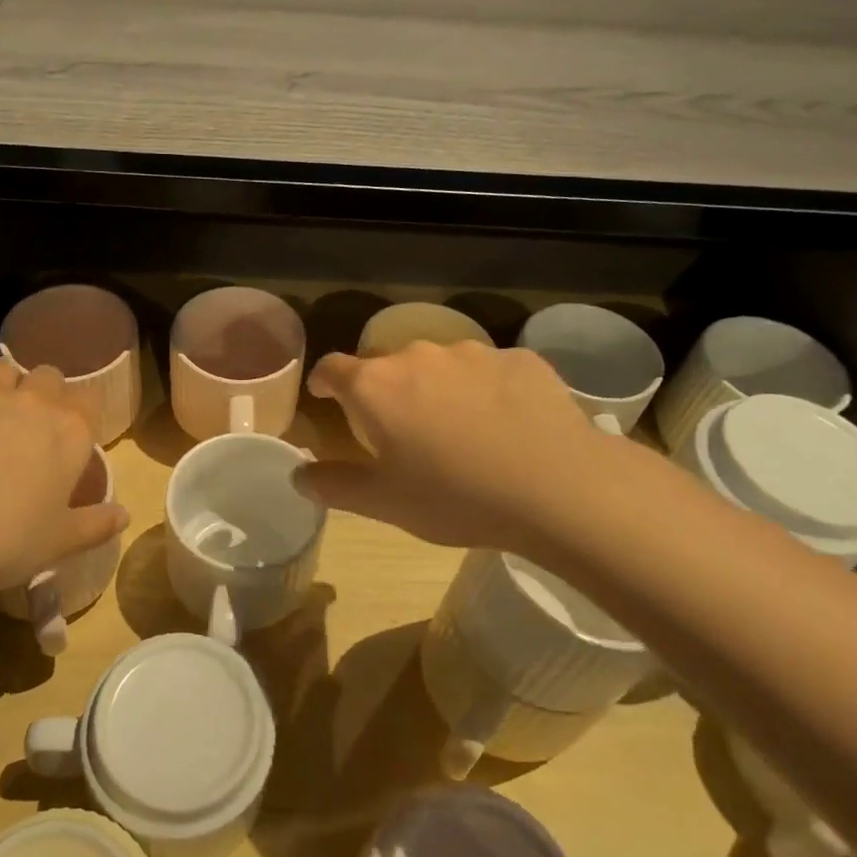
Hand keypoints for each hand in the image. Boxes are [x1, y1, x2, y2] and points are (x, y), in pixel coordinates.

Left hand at [0, 328, 128, 597]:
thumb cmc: (3, 542)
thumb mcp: (59, 543)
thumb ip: (96, 524)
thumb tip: (125, 514)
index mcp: (70, 434)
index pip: (88, 405)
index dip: (80, 414)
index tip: (70, 433)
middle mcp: (33, 403)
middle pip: (48, 378)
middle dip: (43, 392)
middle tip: (29, 422)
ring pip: (1, 368)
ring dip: (3, 380)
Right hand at [299, 341, 629, 558]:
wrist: (558, 487)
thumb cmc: (455, 496)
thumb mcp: (384, 503)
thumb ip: (334, 485)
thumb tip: (299, 475)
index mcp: (376, 386)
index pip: (333, 369)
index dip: (324, 382)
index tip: (326, 396)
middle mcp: (418, 356)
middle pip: (387, 365)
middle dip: (385, 391)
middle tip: (399, 429)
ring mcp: (472, 353)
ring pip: (439, 364)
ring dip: (435, 387)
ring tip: (457, 428)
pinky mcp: (519, 359)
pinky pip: (487, 371)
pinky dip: (484, 390)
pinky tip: (504, 424)